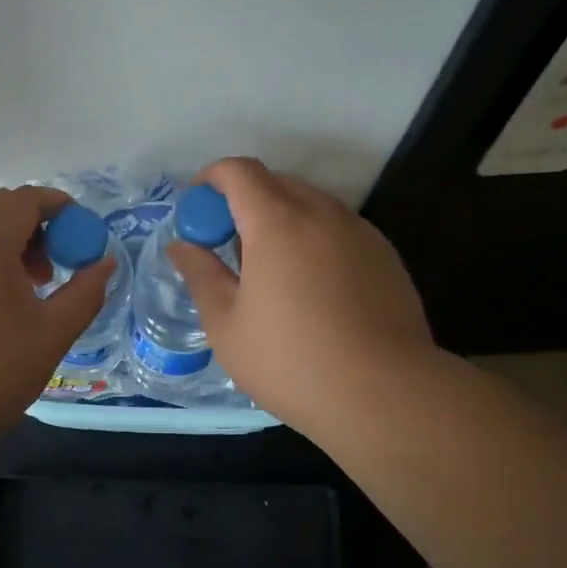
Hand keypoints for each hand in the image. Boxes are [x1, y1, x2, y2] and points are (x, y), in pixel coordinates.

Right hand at [169, 157, 439, 437]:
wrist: (384, 395)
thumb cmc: (291, 362)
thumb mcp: (226, 326)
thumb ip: (201, 275)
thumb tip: (181, 246)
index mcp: (277, 223)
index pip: (239, 172)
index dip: (211, 179)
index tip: (196, 207)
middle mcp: (322, 213)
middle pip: (275, 182)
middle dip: (242, 200)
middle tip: (225, 243)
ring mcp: (360, 232)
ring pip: (310, 203)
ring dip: (280, 218)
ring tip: (268, 268)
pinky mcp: (385, 255)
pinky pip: (338, 228)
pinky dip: (312, 237)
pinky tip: (310, 286)